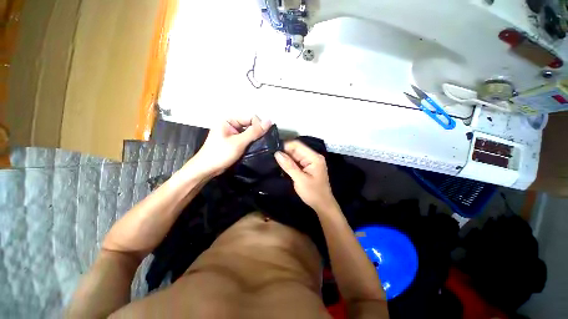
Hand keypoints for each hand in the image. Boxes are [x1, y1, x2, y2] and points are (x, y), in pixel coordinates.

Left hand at [188, 116, 271, 176]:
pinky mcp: (234, 142)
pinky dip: (251, 142)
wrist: (207, 169)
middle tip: (261, 143)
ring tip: (259, 146)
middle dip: (257, 132)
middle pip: (250, 125)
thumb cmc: (220, 154)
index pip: (250, 118)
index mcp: (229, 120)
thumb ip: (254, 132)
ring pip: (249, 132)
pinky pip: (246, 139)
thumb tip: (269, 121)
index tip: (263, 136)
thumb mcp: (239, 142)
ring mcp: (232, 134)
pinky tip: (254, 148)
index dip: (258, 126)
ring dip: (254, 138)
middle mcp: (231, 124)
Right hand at [274, 140, 336, 211]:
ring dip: (286, 158)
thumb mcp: (300, 179)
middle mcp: (313, 156)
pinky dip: (289, 163)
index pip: (297, 145)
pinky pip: (297, 161)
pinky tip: (282, 166)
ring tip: (274, 160)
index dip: (285, 146)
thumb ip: (289, 166)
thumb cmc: (313, 193)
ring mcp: (311, 161)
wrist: (323, 205)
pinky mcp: (308, 166)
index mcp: (314, 157)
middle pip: (296, 149)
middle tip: (271, 157)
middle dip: (284, 152)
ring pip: (295, 155)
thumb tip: (277, 153)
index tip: (272, 151)